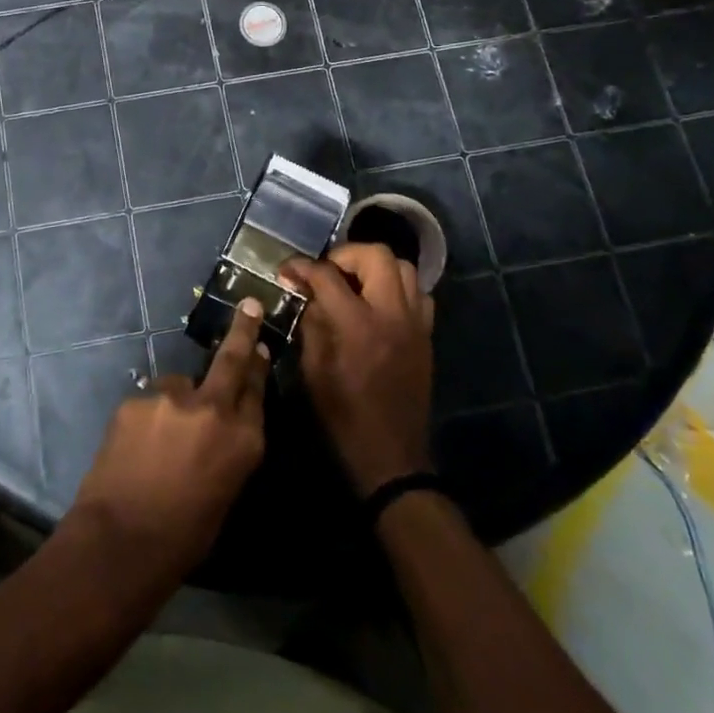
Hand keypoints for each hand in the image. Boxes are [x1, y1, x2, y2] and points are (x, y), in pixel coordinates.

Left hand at [67, 297, 268, 584]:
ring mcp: (172, 399)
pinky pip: (149, 403)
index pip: (257, 390)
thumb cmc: (184, 535)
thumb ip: (228, 448)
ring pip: (179, 386)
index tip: (258, 345)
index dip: (257, 365)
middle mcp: (213, 409)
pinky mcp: (137, 399)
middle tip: (249, 306)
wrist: (121, 541)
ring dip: (176, 403)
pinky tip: (137, 447)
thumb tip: (222, 423)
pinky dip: (148, 418)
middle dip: (242, 330)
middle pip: (232, 360)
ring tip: (158, 441)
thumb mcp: (225, 492)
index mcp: (245, 441)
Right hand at [284, 243, 435, 494]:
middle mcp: (392, 315)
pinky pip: (418, 293)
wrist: (392, 458)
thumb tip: (308, 295)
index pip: (328, 275)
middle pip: (376, 255)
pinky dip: (397, 288)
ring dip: (374, 266)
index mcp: (357, 325)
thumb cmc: (344, 418)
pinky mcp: (426, 336)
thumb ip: (312, 325)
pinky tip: (379, 304)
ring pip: (403, 267)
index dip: (302, 267)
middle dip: (345, 255)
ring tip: (353, 282)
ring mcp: (415, 323)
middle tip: (326, 272)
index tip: (287, 270)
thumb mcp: (313, 372)